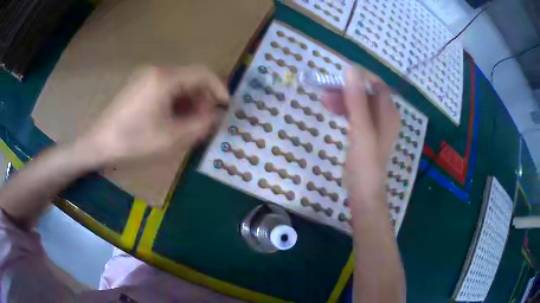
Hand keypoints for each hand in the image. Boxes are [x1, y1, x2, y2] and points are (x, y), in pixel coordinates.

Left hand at [78, 66, 228, 165]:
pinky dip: (176, 102)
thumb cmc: (133, 141)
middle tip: (206, 121)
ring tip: (190, 124)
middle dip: (203, 98)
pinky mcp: (141, 86)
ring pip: (179, 84)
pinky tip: (174, 120)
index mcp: (165, 78)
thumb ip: (199, 125)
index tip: (226, 107)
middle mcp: (158, 71)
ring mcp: (147, 78)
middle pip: (191, 78)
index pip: (203, 73)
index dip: (219, 88)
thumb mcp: (171, 138)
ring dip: (190, 102)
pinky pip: (167, 89)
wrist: (99, 144)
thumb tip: (215, 116)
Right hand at [322, 67, 399, 204]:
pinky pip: (356, 113)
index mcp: (389, 113)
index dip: (359, 77)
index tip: (338, 76)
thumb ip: (357, 101)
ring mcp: (375, 124)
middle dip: (347, 89)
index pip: (376, 84)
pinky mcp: (366, 132)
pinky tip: (333, 110)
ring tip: (324, 101)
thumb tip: (351, 70)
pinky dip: (344, 109)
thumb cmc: (365, 163)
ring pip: (359, 102)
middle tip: (325, 91)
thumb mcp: (361, 130)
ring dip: (343, 98)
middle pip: (366, 92)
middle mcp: (385, 116)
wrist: (363, 191)